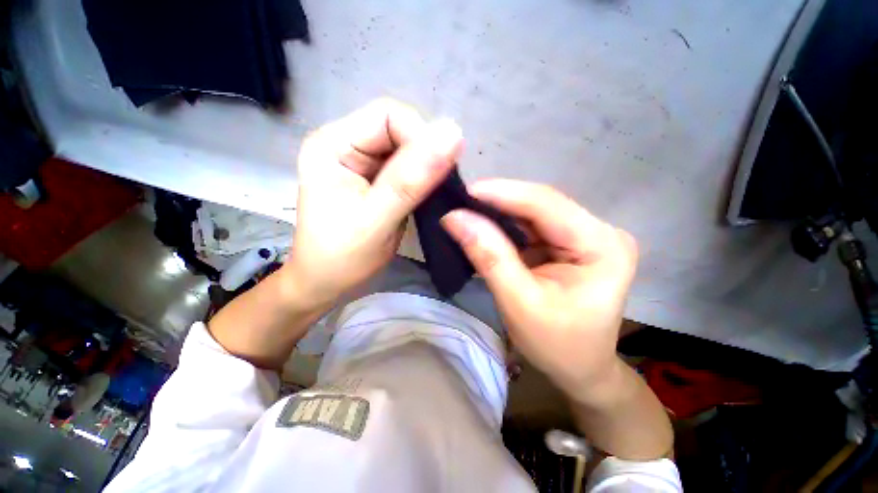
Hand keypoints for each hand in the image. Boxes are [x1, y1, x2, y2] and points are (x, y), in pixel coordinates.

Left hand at [283, 99, 462, 307]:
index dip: (419, 138)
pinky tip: (425, 196)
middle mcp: (345, 144)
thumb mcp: (376, 219)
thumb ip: (411, 179)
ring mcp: (362, 163)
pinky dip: (422, 180)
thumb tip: (453, 133)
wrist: (328, 284)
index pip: (388, 116)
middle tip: (436, 188)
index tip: (439, 172)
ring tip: (432, 194)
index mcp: (332, 144)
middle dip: (424, 155)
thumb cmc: (342, 257)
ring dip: (426, 168)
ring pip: (407, 149)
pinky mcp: (376, 180)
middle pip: (398, 129)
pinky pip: (408, 168)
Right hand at [441, 181, 637, 402]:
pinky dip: (505, 226)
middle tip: (459, 202)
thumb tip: (455, 218)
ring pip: (533, 213)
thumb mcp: (519, 302)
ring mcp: (585, 235)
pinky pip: (531, 226)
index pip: (546, 204)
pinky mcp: (569, 243)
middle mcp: (599, 231)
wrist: (581, 369)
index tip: (464, 192)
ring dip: (499, 212)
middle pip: (540, 205)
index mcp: (602, 245)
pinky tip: (484, 226)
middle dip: (497, 202)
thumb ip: (489, 256)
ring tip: (466, 211)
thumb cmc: (557, 345)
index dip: (502, 193)